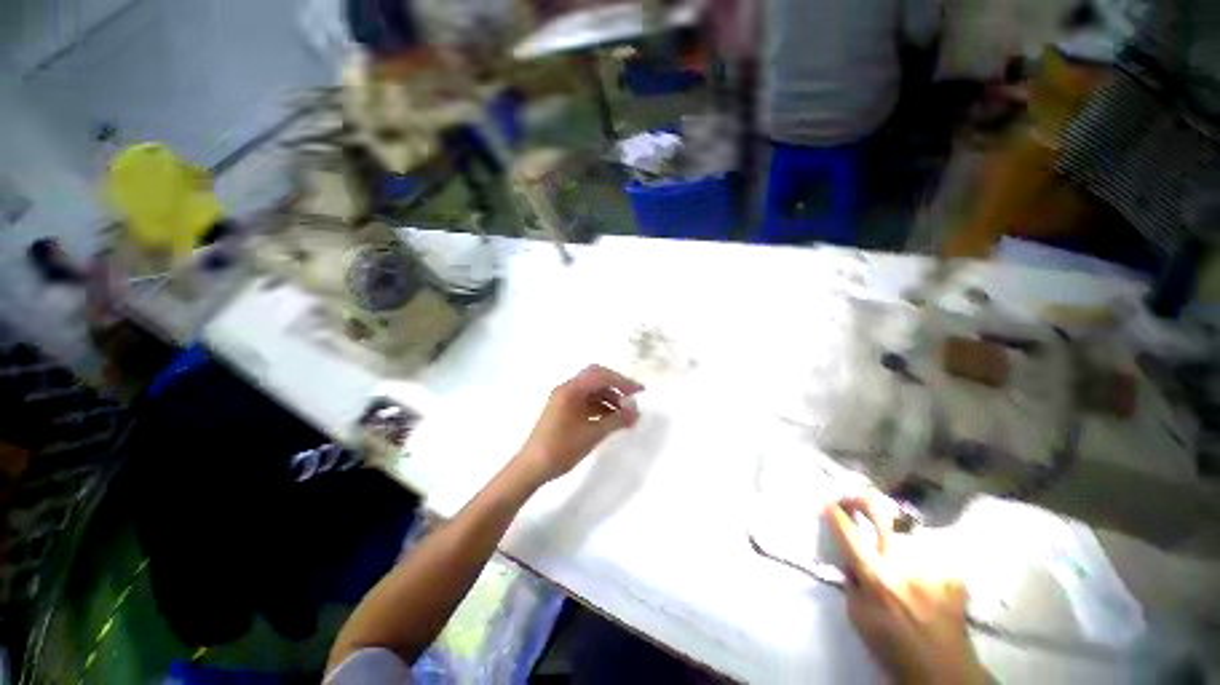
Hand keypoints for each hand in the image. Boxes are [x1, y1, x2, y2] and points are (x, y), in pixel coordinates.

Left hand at [515, 365, 643, 484]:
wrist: (532, 468)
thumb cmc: (561, 448)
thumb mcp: (592, 434)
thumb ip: (616, 420)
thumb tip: (636, 412)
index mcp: (571, 390)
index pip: (601, 376)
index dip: (622, 382)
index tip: (640, 392)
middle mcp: (567, 389)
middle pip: (596, 378)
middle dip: (616, 386)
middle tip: (632, 398)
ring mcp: (564, 399)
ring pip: (592, 391)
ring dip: (609, 398)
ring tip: (625, 415)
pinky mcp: (564, 410)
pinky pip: (586, 402)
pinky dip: (601, 407)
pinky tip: (612, 419)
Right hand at [827, 492, 987, 684]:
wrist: (944, 668)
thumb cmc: (893, 645)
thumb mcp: (858, 617)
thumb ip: (851, 582)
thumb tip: (850, 560)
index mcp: (876, 576)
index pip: (849, 533)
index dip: (835, 513)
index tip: (827, 502)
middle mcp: (904, 563)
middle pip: (880, 514)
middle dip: (862, 500)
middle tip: (853, 498)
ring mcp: (932, 565)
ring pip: (906, 528)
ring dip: (892, 528)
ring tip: (891, 539)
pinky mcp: (952, 571)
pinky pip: (929, 549)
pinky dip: (919, 552)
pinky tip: (919, 565)